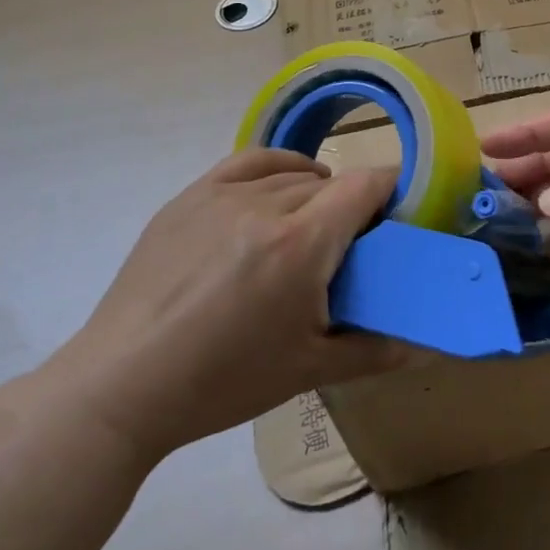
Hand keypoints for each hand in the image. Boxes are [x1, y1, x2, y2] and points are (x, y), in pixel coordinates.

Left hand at [39, 149, 409, 467]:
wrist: (122, 385)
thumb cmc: (223, 381)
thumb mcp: (308, 370)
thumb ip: (374, 350)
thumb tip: (426, 347)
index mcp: (301, 244)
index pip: (364, 184)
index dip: (390, 188)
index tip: (396, 213)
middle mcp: (266, 205)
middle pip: (330, 183)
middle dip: (351, 206)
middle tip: (349, 248)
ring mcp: (222, 195)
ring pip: (291, 176)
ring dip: (314, 194)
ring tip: (310, 228)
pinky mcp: (190, 197)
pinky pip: (249, 163)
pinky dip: (277, 168)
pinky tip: (280, 187)